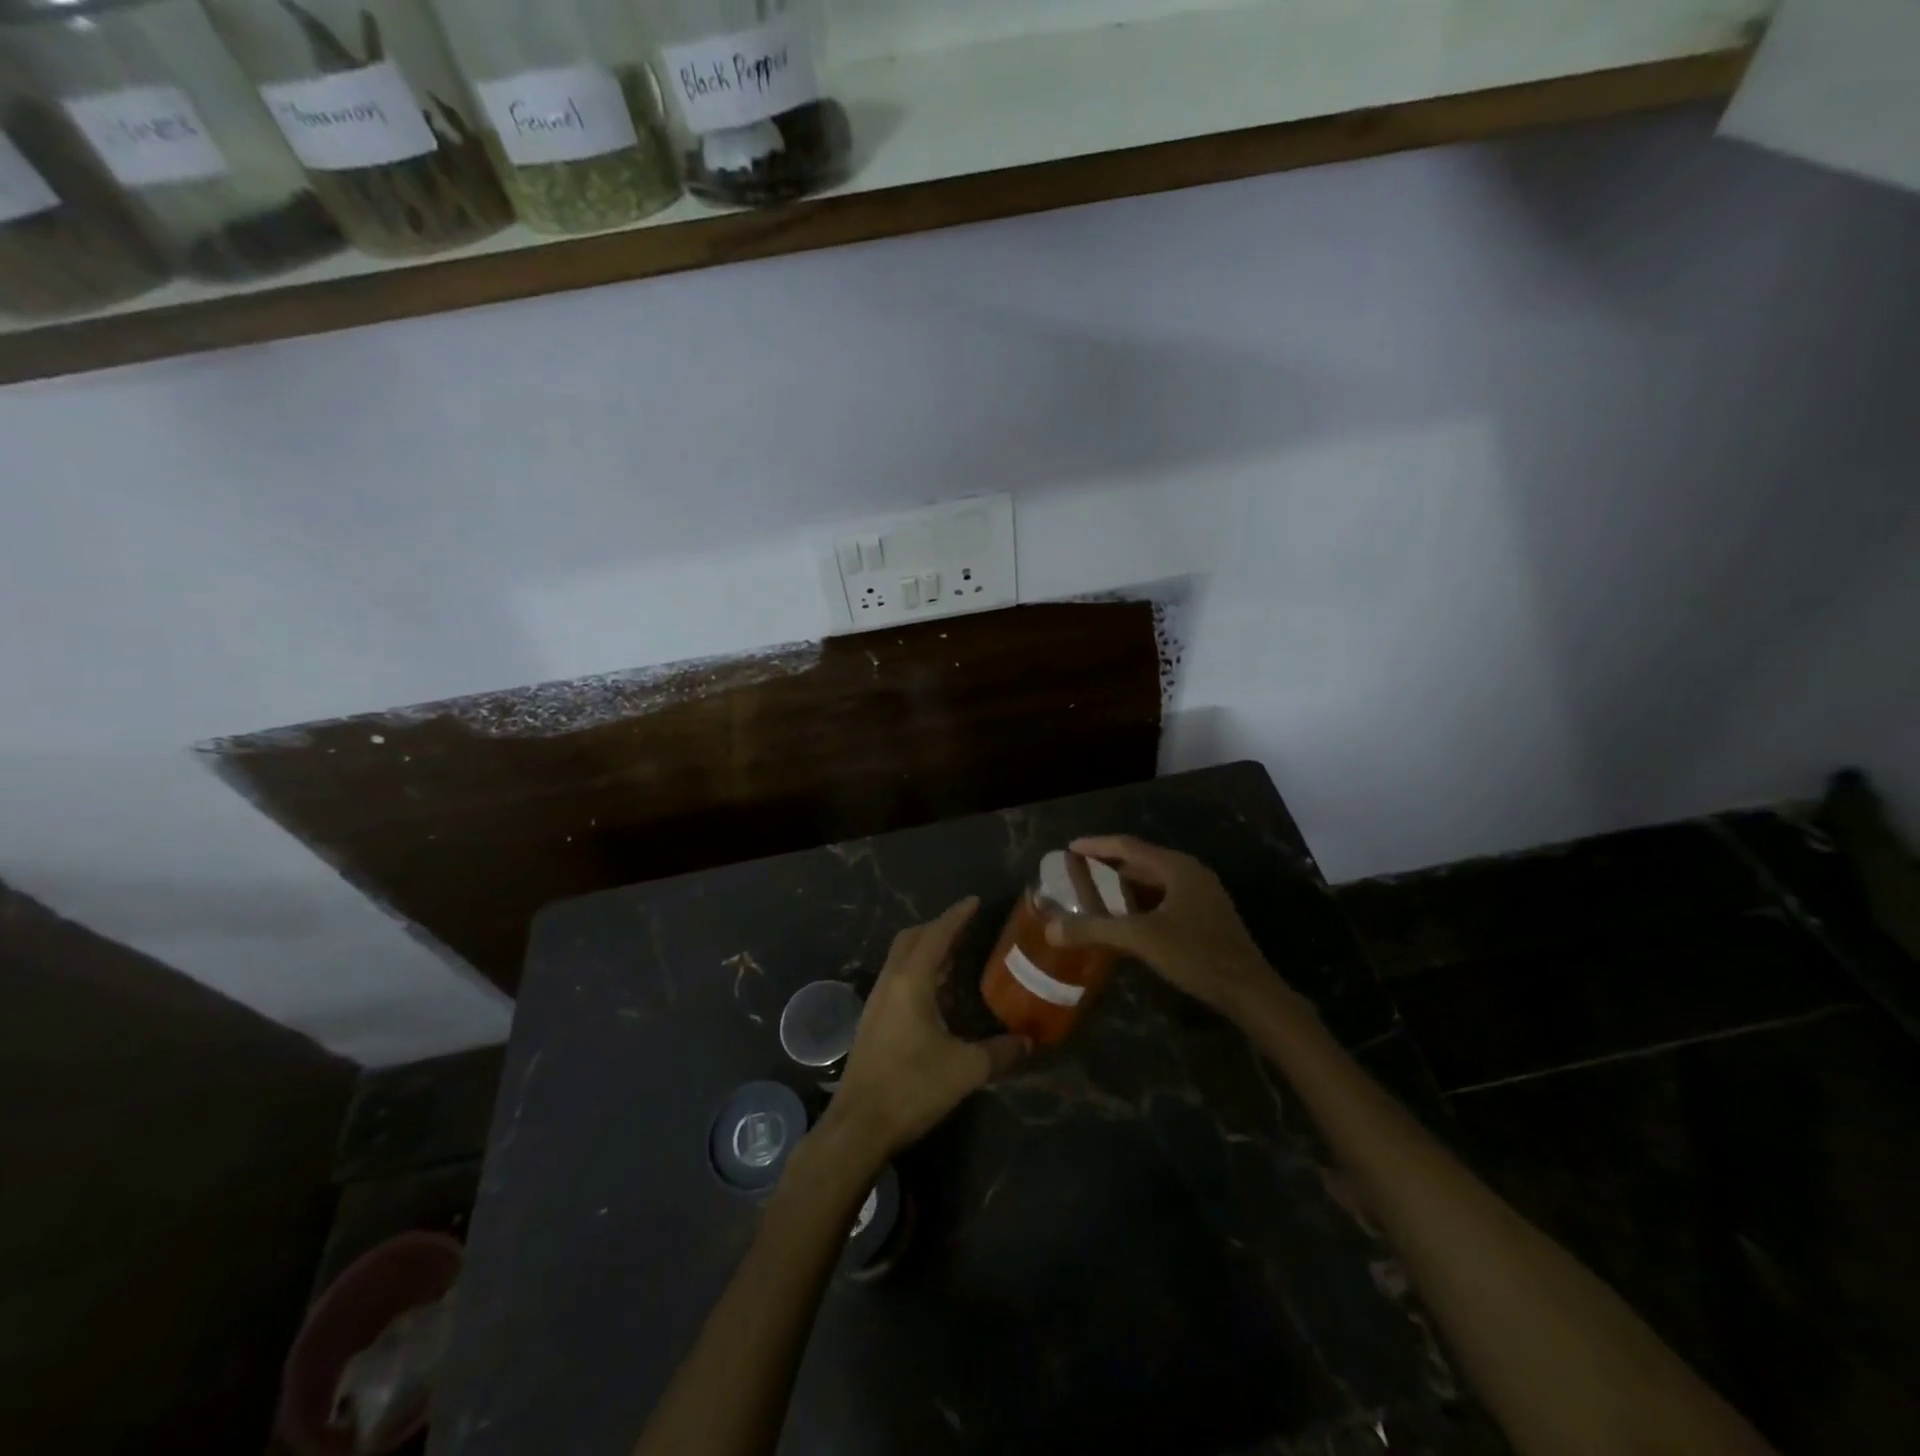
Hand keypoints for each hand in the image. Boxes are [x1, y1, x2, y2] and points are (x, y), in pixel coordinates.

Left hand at [829, 898, 1028, 1160]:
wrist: (858, 1126)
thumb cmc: (911, 1087)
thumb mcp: (965, 1069)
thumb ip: (1000, 1052)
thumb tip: (1028, 1042)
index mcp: (911, 982)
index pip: (935, 935)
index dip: (956, 916)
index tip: (974, 901)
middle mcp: (890, 983)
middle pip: (911, 939)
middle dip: (937, 927)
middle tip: (966, 926)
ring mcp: (876, 1002)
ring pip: (900, 959)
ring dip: (926, 950)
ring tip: (955, 955)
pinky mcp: (872, 1022)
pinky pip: (896, 979)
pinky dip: (917, 972)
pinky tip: (936, 994)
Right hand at [1044, 836, 1281, 1020]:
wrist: (1249, 992)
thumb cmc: (1195, 955)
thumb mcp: (1140, 939)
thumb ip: (1094, 929)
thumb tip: (1051, 929)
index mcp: (1177, 867)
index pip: (1128, 846)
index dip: (1097, 845)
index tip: (1069, 848)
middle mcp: (1191, 873)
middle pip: (1142, 862)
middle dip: (1109, 867)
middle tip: (1078, 873)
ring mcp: (1202, 895)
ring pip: (1154, 882)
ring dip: (1125, 887)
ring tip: (1095, 895)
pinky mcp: (1207, 916)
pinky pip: (1165, 899)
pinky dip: (1141, 903)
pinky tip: (1127, 921)